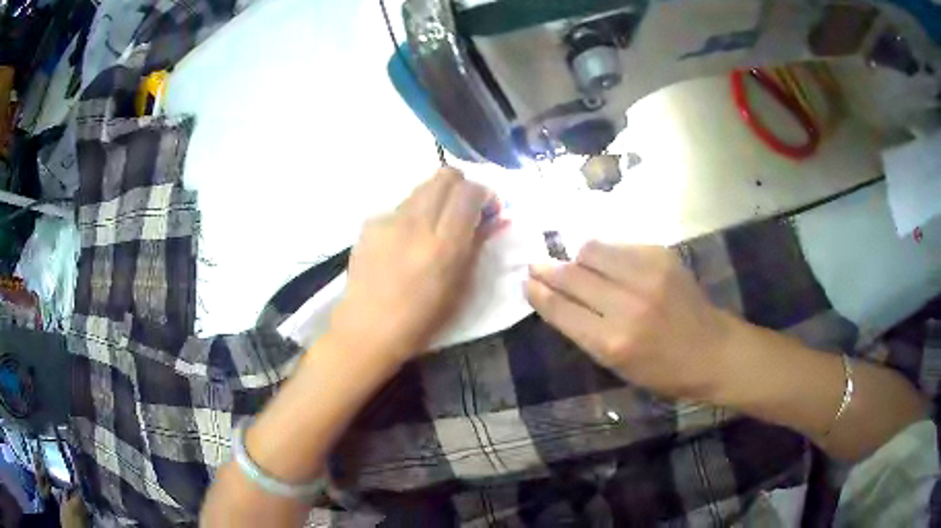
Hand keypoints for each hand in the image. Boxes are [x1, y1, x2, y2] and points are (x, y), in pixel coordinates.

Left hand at [330, 168, 495, 362]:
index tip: (487, 209)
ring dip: (436, 198)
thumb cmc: (421, 320)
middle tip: (463, 208)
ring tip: (433, 225)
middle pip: (445, 176)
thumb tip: (491, 219)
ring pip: (421, 188)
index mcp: (445, 245)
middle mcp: (417, 223)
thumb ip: (477, 246)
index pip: (470, 192)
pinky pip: (399, 208)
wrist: (367, 329)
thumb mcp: (460, 288)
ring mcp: (389, 220)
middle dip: (461, 185)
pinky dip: (410, 216)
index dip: (484, 193)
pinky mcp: (370, 224)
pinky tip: (404, 241)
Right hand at [526, 242, 734, 400]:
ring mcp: (646, 275)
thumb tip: (556, 299)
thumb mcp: (617, 366)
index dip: (539, 292)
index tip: (526, 282)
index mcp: (612, 343)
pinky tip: (610, 263)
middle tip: (536, 264)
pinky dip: (607, 253)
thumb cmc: (662, 371)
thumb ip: (585, 332)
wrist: (712, 350)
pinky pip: (619, 244)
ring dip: (578, 256)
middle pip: (572, 275)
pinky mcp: (661, 256)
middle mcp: (626, 305)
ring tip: (578, 264)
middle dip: (547, 268)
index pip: (561, 309)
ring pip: (592, 249)